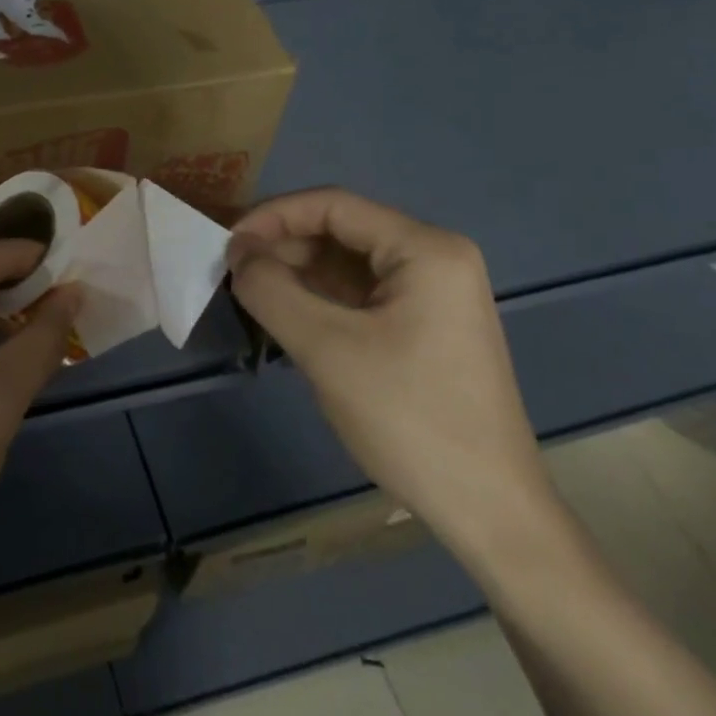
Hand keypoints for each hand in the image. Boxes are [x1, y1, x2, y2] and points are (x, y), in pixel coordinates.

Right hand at [226, 188, 557, 562]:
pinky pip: (360, 294)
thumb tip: (238, 256)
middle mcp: (435, 259)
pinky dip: (318, 299)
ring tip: (250, 294)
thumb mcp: (326, 348)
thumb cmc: (408, 417)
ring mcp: (433, 294)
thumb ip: (271, 290)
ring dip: (296, 273)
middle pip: (341, 231)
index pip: (333, 206)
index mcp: (425, 249)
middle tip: (232, 272)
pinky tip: (284, 317)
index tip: (227, 244)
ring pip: (347, 264)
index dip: (272, 216)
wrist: (487, 509)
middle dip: (282, 247)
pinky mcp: (424, 327)